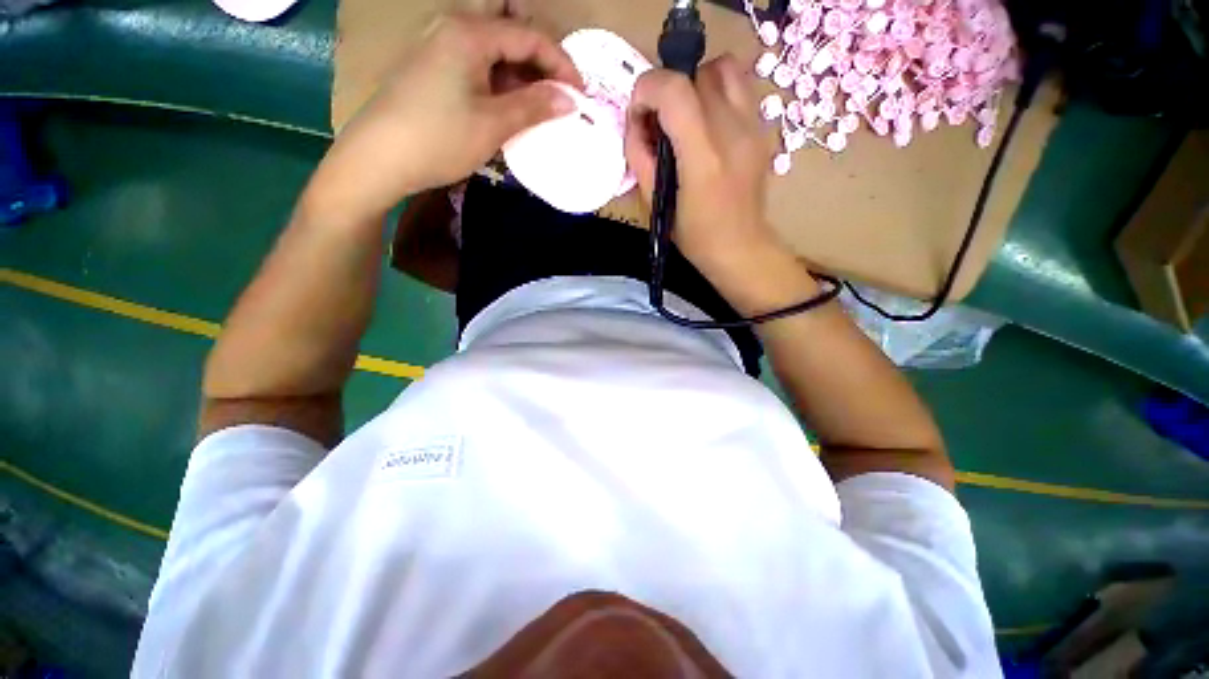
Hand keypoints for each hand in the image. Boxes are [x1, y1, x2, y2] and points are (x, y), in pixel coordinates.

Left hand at [305, 14, 581, 219]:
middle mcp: (452, 25)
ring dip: (517, 63)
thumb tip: (570, 100)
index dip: (560, 63)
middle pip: (506, 18)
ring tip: (534, 99)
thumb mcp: (493, 124)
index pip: (528, 35)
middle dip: (535, 47)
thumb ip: (534, 107)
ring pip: (489, 39)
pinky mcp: (431, 64)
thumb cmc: (439, 138)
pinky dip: (496, 73)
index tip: (580, 93)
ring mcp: (438, 42)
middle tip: (551, 80)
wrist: (379, 157)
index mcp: (469, 32)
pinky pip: (474, 56)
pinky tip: (505, 101)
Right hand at [624, 56, 783, 285]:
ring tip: (685, 117)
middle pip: (695, 73)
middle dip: (668, 91)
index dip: (647, 89)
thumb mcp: (655, 201)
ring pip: (723, 68)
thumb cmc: (693, 234)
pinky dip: (716, 92)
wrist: (740, 246)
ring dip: (695, 84)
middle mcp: (733, 131)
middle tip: (661, 123)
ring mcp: (754, 126)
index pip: (673, 89)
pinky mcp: (763, 127)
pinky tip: (707, 124)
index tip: (639, 114)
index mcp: (704, 158)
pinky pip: (739, 86)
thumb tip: (636, 121)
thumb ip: (639, 156)